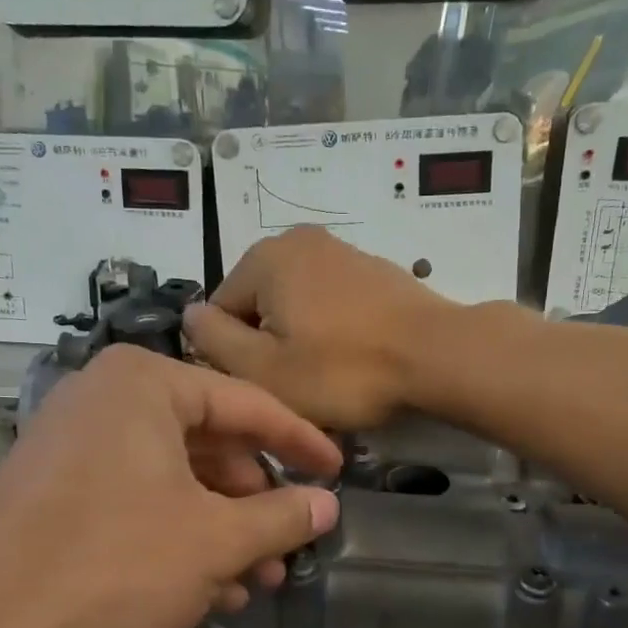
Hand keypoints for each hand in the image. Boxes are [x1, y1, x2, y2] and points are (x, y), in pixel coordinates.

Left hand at [0, 345, 341, 627]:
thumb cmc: (113, 566)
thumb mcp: (215, 543)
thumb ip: (280, 517)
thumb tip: (326, 505)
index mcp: (145, 385)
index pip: (247, 405)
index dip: (300, 443)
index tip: (336, 474)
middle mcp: (105, 400)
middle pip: (209, 444)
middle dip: (253, 503)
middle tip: (286, 548)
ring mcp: (73, 445)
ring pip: (174, 480)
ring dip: (220, 531)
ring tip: (253, 583)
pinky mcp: (54, 491)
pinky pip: (135, 501)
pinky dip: (176, 538)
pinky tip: (203, 590)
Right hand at [184, 226, 457, 428]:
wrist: (437, 356)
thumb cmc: (342, 370)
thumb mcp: (263, 369)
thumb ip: (214, 340)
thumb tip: (190, 316)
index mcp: (264, 258)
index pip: (219, 312)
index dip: (233, 358)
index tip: (264, 386)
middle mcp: (299, 240)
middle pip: (260, 307)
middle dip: (270, 347)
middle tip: (298, 387)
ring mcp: (342, 251)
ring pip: (298, 308)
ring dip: (302, 343)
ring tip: (329, 378)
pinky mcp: (376, 271)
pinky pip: (333, 306)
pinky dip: (334, 334)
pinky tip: (354, 361)